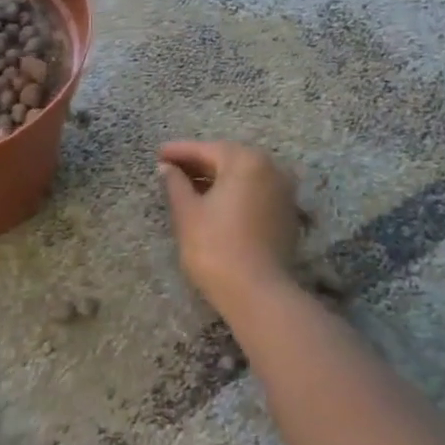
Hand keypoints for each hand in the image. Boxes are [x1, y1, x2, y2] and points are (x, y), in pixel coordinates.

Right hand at [158, 140, 303, 313]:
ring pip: (243, 176)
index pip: (206, 150)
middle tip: (170, 169)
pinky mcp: (286, 214)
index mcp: (246, 161)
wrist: (258, 294)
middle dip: (198, 163)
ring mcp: (283, 192)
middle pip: (227, 159)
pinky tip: (214, 203)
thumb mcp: (187, 213)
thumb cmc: (215, 247)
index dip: (178, 152)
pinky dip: (234, 193)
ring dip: (216, 179)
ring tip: (188, 187)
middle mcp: (270, 168)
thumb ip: (176, 184)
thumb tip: (167, 168)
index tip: (157, 154)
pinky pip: (255, 193)